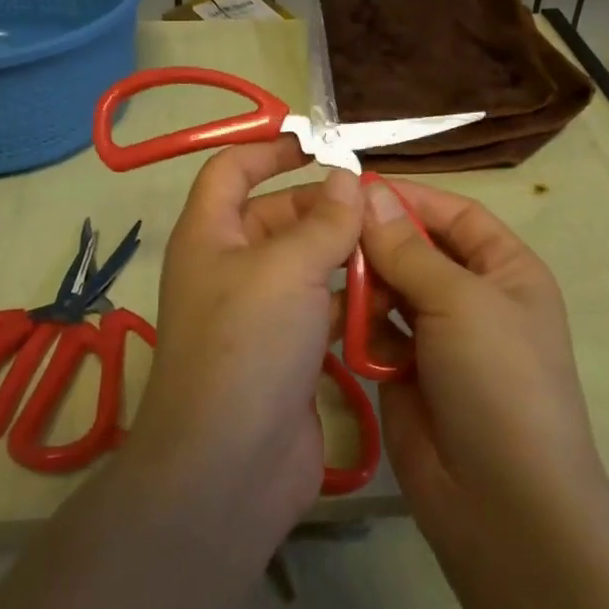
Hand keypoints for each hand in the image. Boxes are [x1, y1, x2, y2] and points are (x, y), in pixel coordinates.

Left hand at [123, 138, 363, 543]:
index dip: (270, 150)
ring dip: (345, 254)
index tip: (320, 143)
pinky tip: (391, 295)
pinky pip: (322, 309)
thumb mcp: (288, 268)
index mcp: (210, 235)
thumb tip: (349, 178)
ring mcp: (259, 314)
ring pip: (305, 264)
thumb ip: (324, 220)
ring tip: (397, 246)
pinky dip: (352, 299)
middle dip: (325, 206)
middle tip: (382, 206)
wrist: (231, 465)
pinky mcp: (287, 354)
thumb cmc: (249, 344)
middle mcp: (230, 268)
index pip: (232, 170)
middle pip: (278, 216)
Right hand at [358, 180, 608, 550]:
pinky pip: (376, 332)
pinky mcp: (406, 372)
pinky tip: (339, 325)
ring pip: (391, 290)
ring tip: (334, 286)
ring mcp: (439, 338)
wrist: (502, 501)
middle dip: (378, 244)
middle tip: (329, 236)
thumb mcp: (460, 301)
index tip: (355, 188)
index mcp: (506, 271)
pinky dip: (359, 326)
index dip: (410, 198)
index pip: (455, 215)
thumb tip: (370, 192)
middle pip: (417, 250)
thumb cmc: (497, 380)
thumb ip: (408, 248)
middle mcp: (473, 298)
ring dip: (365, 285)